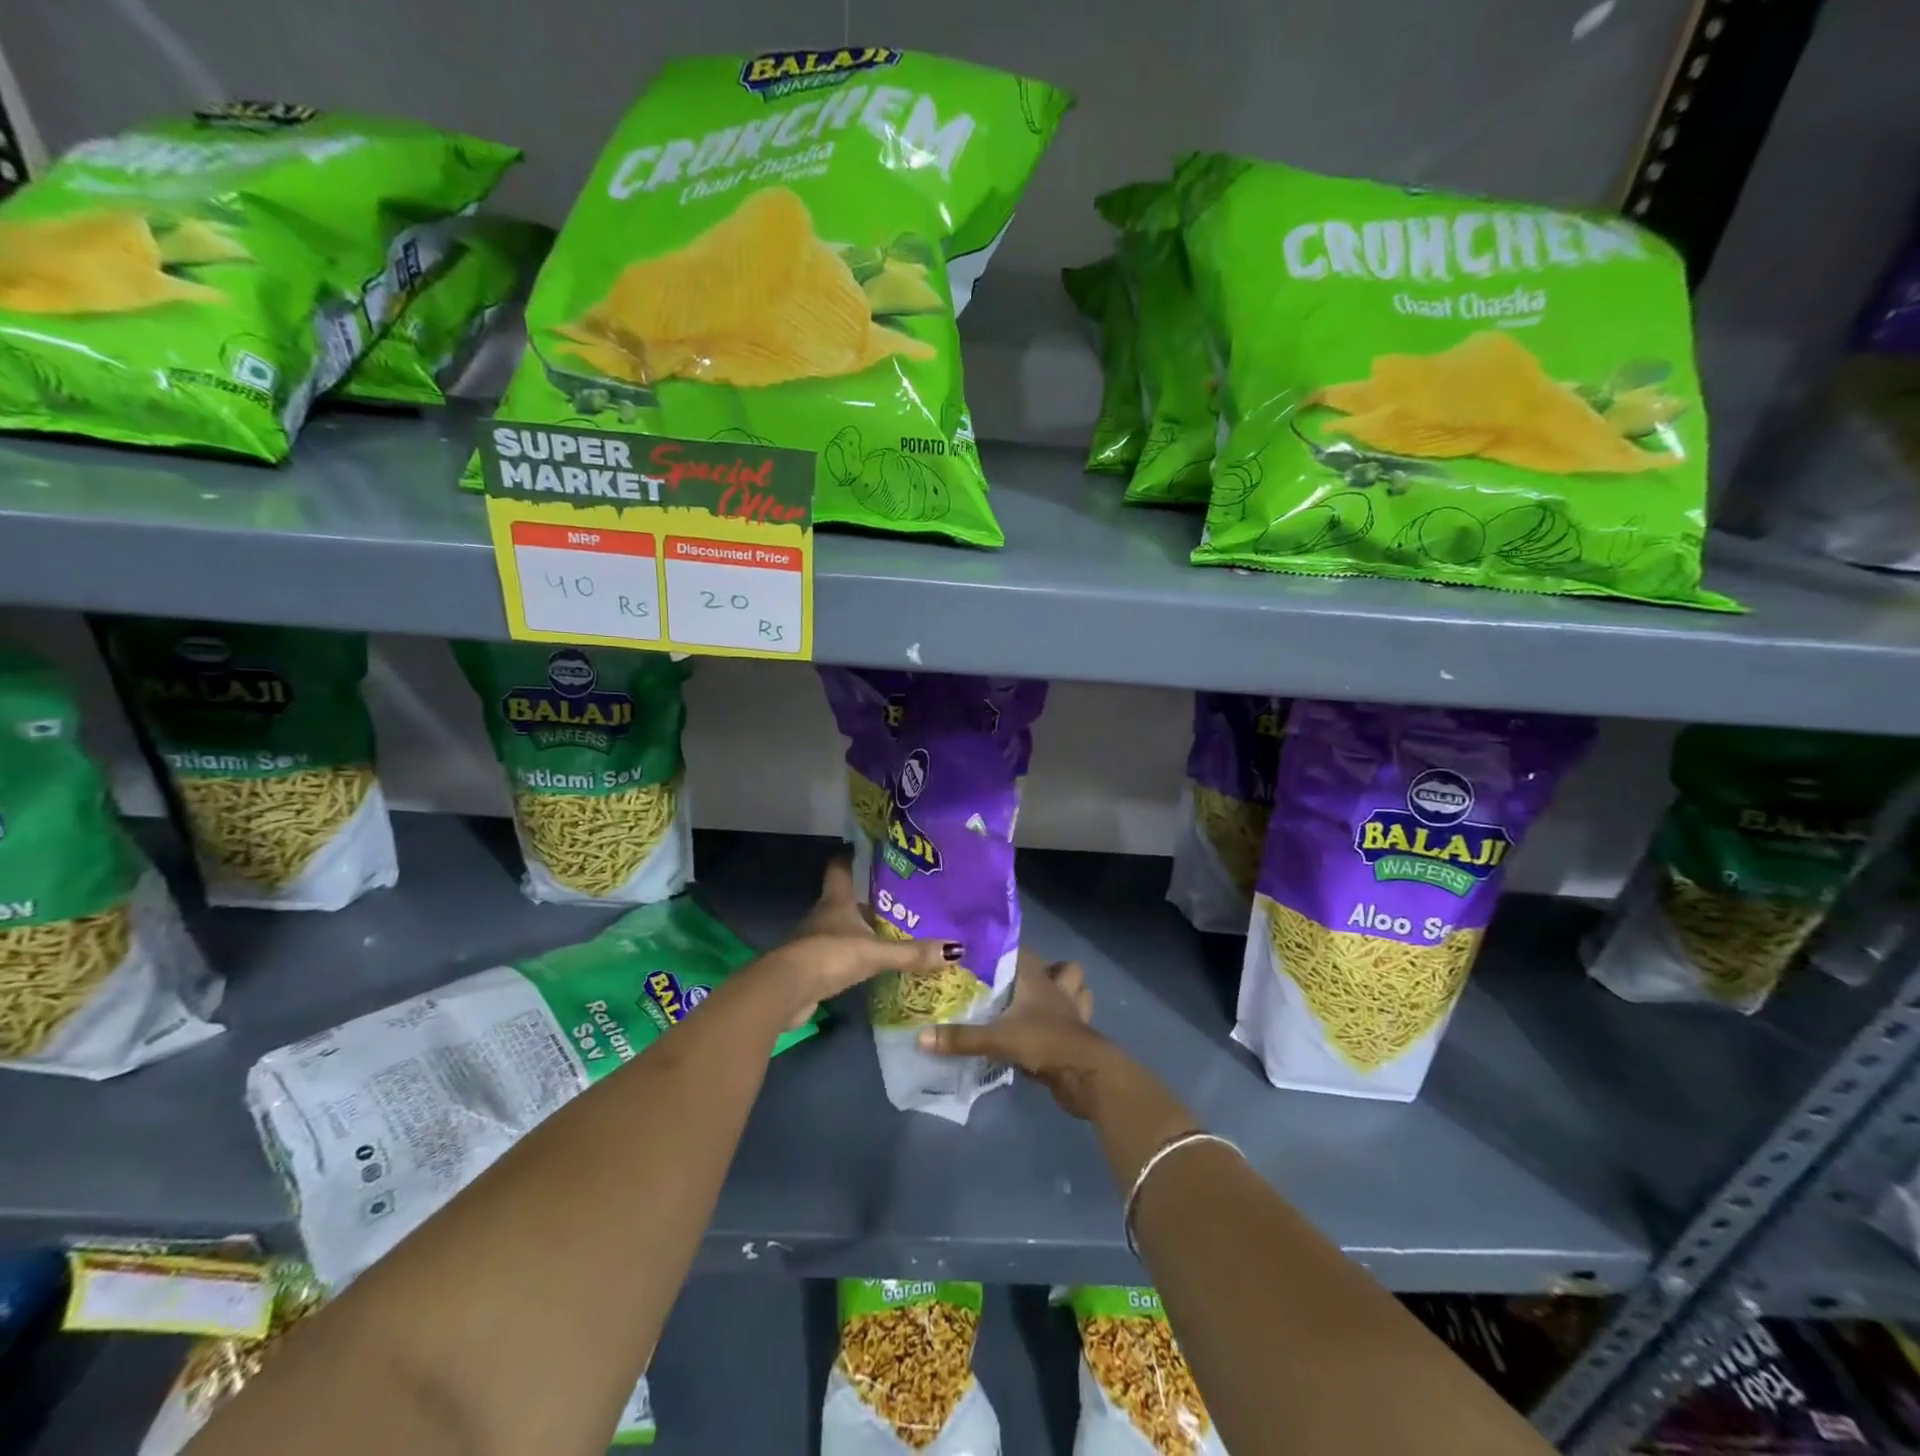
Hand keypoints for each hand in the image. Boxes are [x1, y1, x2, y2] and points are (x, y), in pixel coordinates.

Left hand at [762, 854, 961, 1027]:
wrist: (786, 991)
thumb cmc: (830, 955)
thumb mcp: (875, 953)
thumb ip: (912, 952)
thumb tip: (956, 949)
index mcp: (836, 901)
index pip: (839, 869)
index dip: (849, 857)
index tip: (863, 849)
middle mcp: (823, 915)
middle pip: (844, 900)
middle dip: (866, 899)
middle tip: (896, 898)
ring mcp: (814, 941)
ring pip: (841, 928)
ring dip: (859, 929)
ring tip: (889, 930)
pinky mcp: (811, 967)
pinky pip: (837, 955)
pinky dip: (852, 956)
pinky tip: (870, 963)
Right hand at [917, 949, 1113, 1118]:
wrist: (1087, 1075)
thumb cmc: (1044, 1042)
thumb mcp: (997, 1039)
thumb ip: (960, 1038)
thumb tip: (921, 1037)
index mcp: (1038, 980)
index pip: (1024, 952)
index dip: (1008, 950)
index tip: (987, 954)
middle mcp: (1058, 990)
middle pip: (1061, 968)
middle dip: (1047, 971)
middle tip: (1017, 984)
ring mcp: (1073, 1014)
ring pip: (1076, 992)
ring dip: (1065, 994)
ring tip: (1039, 1004)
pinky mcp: (1079, 1038)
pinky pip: (1075, 1023)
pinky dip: (1065, 1025)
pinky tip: (1047, 1034)